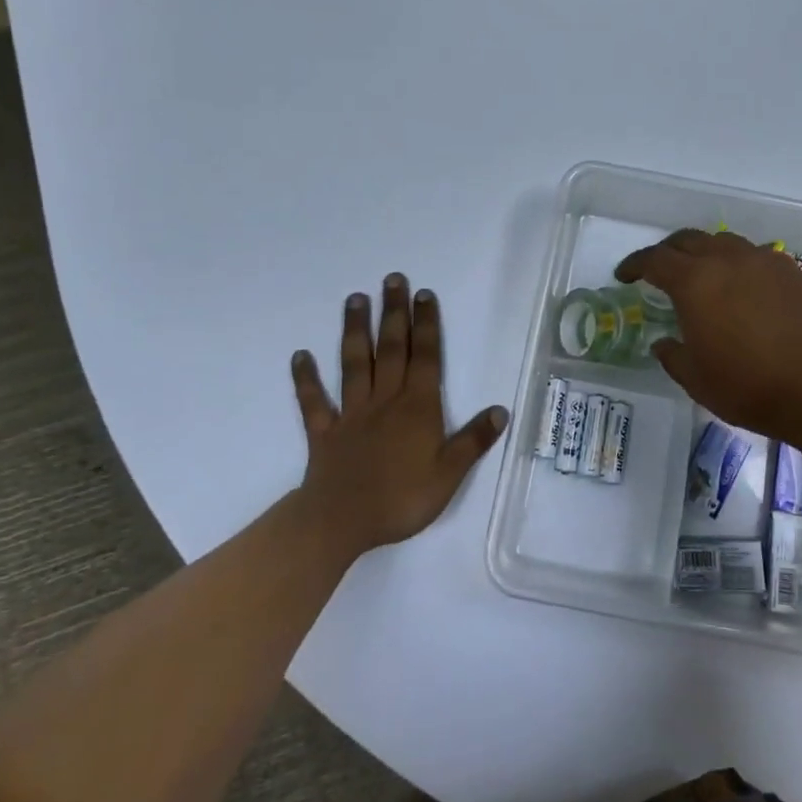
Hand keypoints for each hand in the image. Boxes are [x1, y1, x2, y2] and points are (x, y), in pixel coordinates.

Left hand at [291, 274, 508, 557]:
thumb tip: (501, 410)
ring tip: (354, 299)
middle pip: (391, 349)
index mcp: (417, 407)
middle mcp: (385, 400)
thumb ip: (473, 440)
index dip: (426, 325)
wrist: (341, 523)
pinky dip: (306, 379)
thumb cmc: (401, 498)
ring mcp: (352, 413)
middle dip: (394, 313)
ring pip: (354, 364)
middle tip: (392, 279)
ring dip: (354, 331)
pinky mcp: (325, 432)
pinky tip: (300, 356)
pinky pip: (314, 401)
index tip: (423, 294)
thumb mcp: (449, 474)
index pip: (426, 357)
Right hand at [616, 230, 801, 437]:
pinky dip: (740, 264)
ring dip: (706, 252)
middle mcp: (727, 259)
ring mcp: (764, 260)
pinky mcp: (793, 271)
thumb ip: (672, 355)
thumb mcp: (695, 378)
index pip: (654, 259)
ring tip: (705, 274)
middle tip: (661, 270)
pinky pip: (757, 256)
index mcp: (694, 281)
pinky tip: (745, 286)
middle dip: (668, 251)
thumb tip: (664, 343)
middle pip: (689, 240)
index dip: (635, 264)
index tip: (624, 275)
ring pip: (725, 242)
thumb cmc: (747, 386)